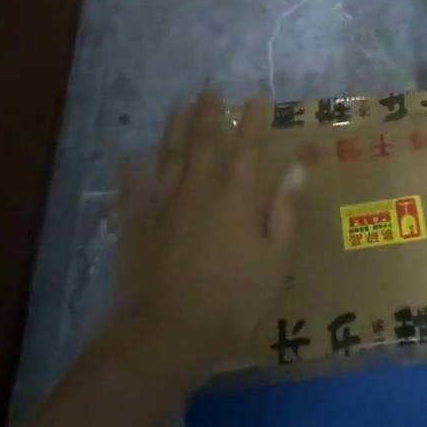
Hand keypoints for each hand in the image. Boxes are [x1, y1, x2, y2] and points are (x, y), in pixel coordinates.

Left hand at [112, 91, 305, 379]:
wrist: (165, 334)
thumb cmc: (232, 301)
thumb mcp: (275, 261)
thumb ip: (285, 210)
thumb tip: (298, 166)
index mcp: (237, 198)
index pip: (249, 149)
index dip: (254, 121)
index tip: (257, 97)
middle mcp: (199, 190)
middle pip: (204, 143)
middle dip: (209, 115)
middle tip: (209, 91)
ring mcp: (163, 205)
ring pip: (169, 156)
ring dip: (175, 129)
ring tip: (179, 107)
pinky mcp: (135, 225)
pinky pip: (132, 190)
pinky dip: (131, 172)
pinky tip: (128, 158)